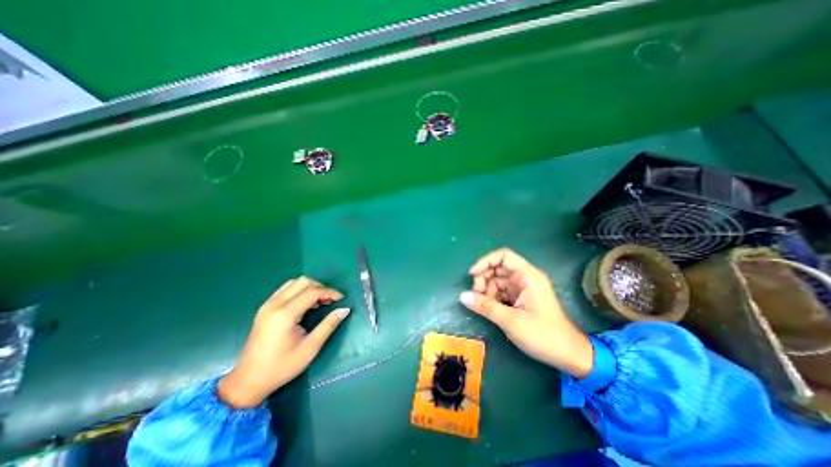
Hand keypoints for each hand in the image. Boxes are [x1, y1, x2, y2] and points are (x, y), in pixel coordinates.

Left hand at [215, 278, 346, 409]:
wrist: (248, 381)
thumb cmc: (282, 366)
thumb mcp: (310, 348)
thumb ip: (328, 325)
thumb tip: (345, 309)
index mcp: (285, 314)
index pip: (312, 292)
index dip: (330, 292)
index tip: (341, 299)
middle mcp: (275, 304)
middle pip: (303, 282)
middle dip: (321, 287)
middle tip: (331, 300)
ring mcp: (267, 305)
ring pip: (294, 283)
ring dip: (310, 287)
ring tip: (319, 302)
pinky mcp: (265, 308)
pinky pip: (285, 289)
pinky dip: (299, 291)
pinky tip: (305, 304)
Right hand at [460, 250, 590, 377]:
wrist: (568, 356)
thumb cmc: (544, 335)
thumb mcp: (511, 321)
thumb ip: (486, 307)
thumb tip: (462, 296)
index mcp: (528, 276)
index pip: (504, 256)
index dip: (486, 261)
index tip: (472, 274)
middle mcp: (524, 278)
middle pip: (497, 268)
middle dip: (483, 278)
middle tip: (476, 294)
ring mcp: (522, 289)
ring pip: (496, 281)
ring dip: (486, 290)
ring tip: (482, 305)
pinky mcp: (519, 299)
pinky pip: (500, 292)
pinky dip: (491, 298)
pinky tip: (488, 309)